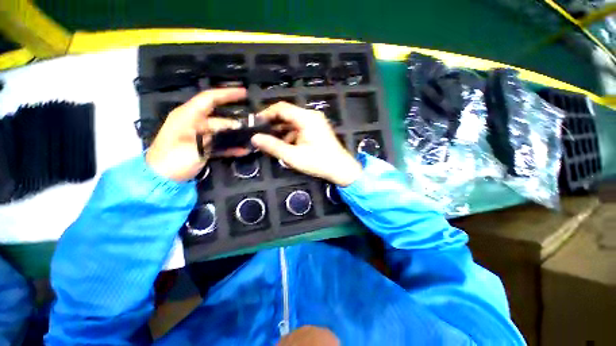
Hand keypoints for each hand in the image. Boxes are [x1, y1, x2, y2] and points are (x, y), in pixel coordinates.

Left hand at [146, 88, 248, 181]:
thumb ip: (216, 135)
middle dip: (236, 122)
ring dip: (236, 136)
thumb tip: (236, 127)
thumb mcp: (195, 146)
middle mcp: (194, 122)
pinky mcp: (202, 146)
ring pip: (222, 131)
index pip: (209, 98)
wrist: (161, 180)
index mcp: (188, 115)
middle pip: (220, 118)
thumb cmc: (174, 160)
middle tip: (254, 126)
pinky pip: (219, 143)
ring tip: (252, 140)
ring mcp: (199, 135)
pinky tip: (243, 150)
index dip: (227, 94)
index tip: (244, 93)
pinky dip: (230, 146)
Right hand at [251, 102, 361, 186]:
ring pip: (293, 122)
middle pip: (287, 114)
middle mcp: (311, 116)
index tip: (255, 123)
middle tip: (261, 134)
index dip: (266, 114)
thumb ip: (273, 146)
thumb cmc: (318, 162)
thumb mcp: (293, 156)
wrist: (341, 169)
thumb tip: (255, 138)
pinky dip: (291, 135)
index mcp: (306, 118)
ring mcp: (315, 122)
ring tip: (271, 142)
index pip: (281, 108)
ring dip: (281, 131)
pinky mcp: (317, 129)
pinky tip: (286, 146)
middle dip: (273, 124)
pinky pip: (300, 128)